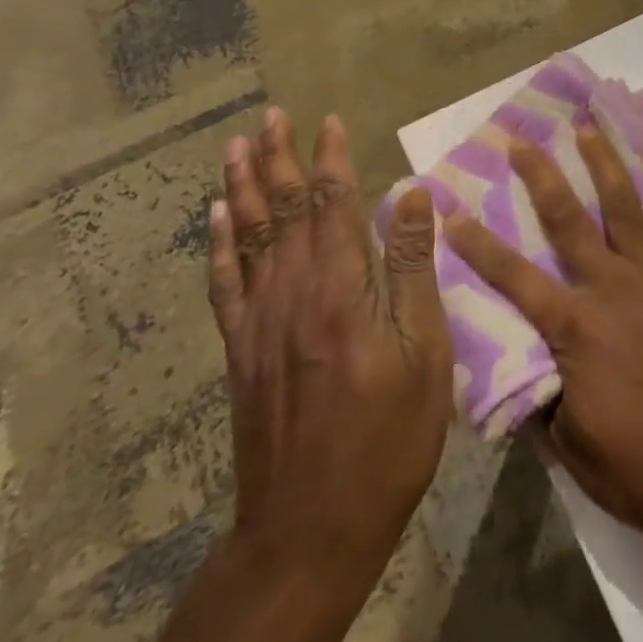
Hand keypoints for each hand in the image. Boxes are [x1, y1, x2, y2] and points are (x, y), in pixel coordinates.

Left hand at [208, 108, 452, 587]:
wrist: (311, 525)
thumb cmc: (389, 436)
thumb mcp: (425, 353)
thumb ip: (414, 270)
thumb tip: (411, 196)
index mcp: (341, 290)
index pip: (334, 206)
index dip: (330, 160)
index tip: (327, 120)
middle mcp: (292, 293)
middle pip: (283, 211)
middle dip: (279, 159)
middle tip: (269, 116)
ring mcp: (259, 323)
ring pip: (248, 238)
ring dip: (243, 187)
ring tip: (236, 147)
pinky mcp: (241, 352)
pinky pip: (225, 284)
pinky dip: (219, 245)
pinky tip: (217, 218)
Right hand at [443, 124, 642, 558]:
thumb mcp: (572, 449)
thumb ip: (541, 400)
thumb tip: (518, 370)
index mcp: (576, 330)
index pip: (514, 280)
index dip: (479, 247)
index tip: (453, 212)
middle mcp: (614, 289)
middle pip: (569, 222)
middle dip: (541, 178)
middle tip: (522, 142)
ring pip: (627, 208)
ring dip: (605, 165)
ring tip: (588, 128)